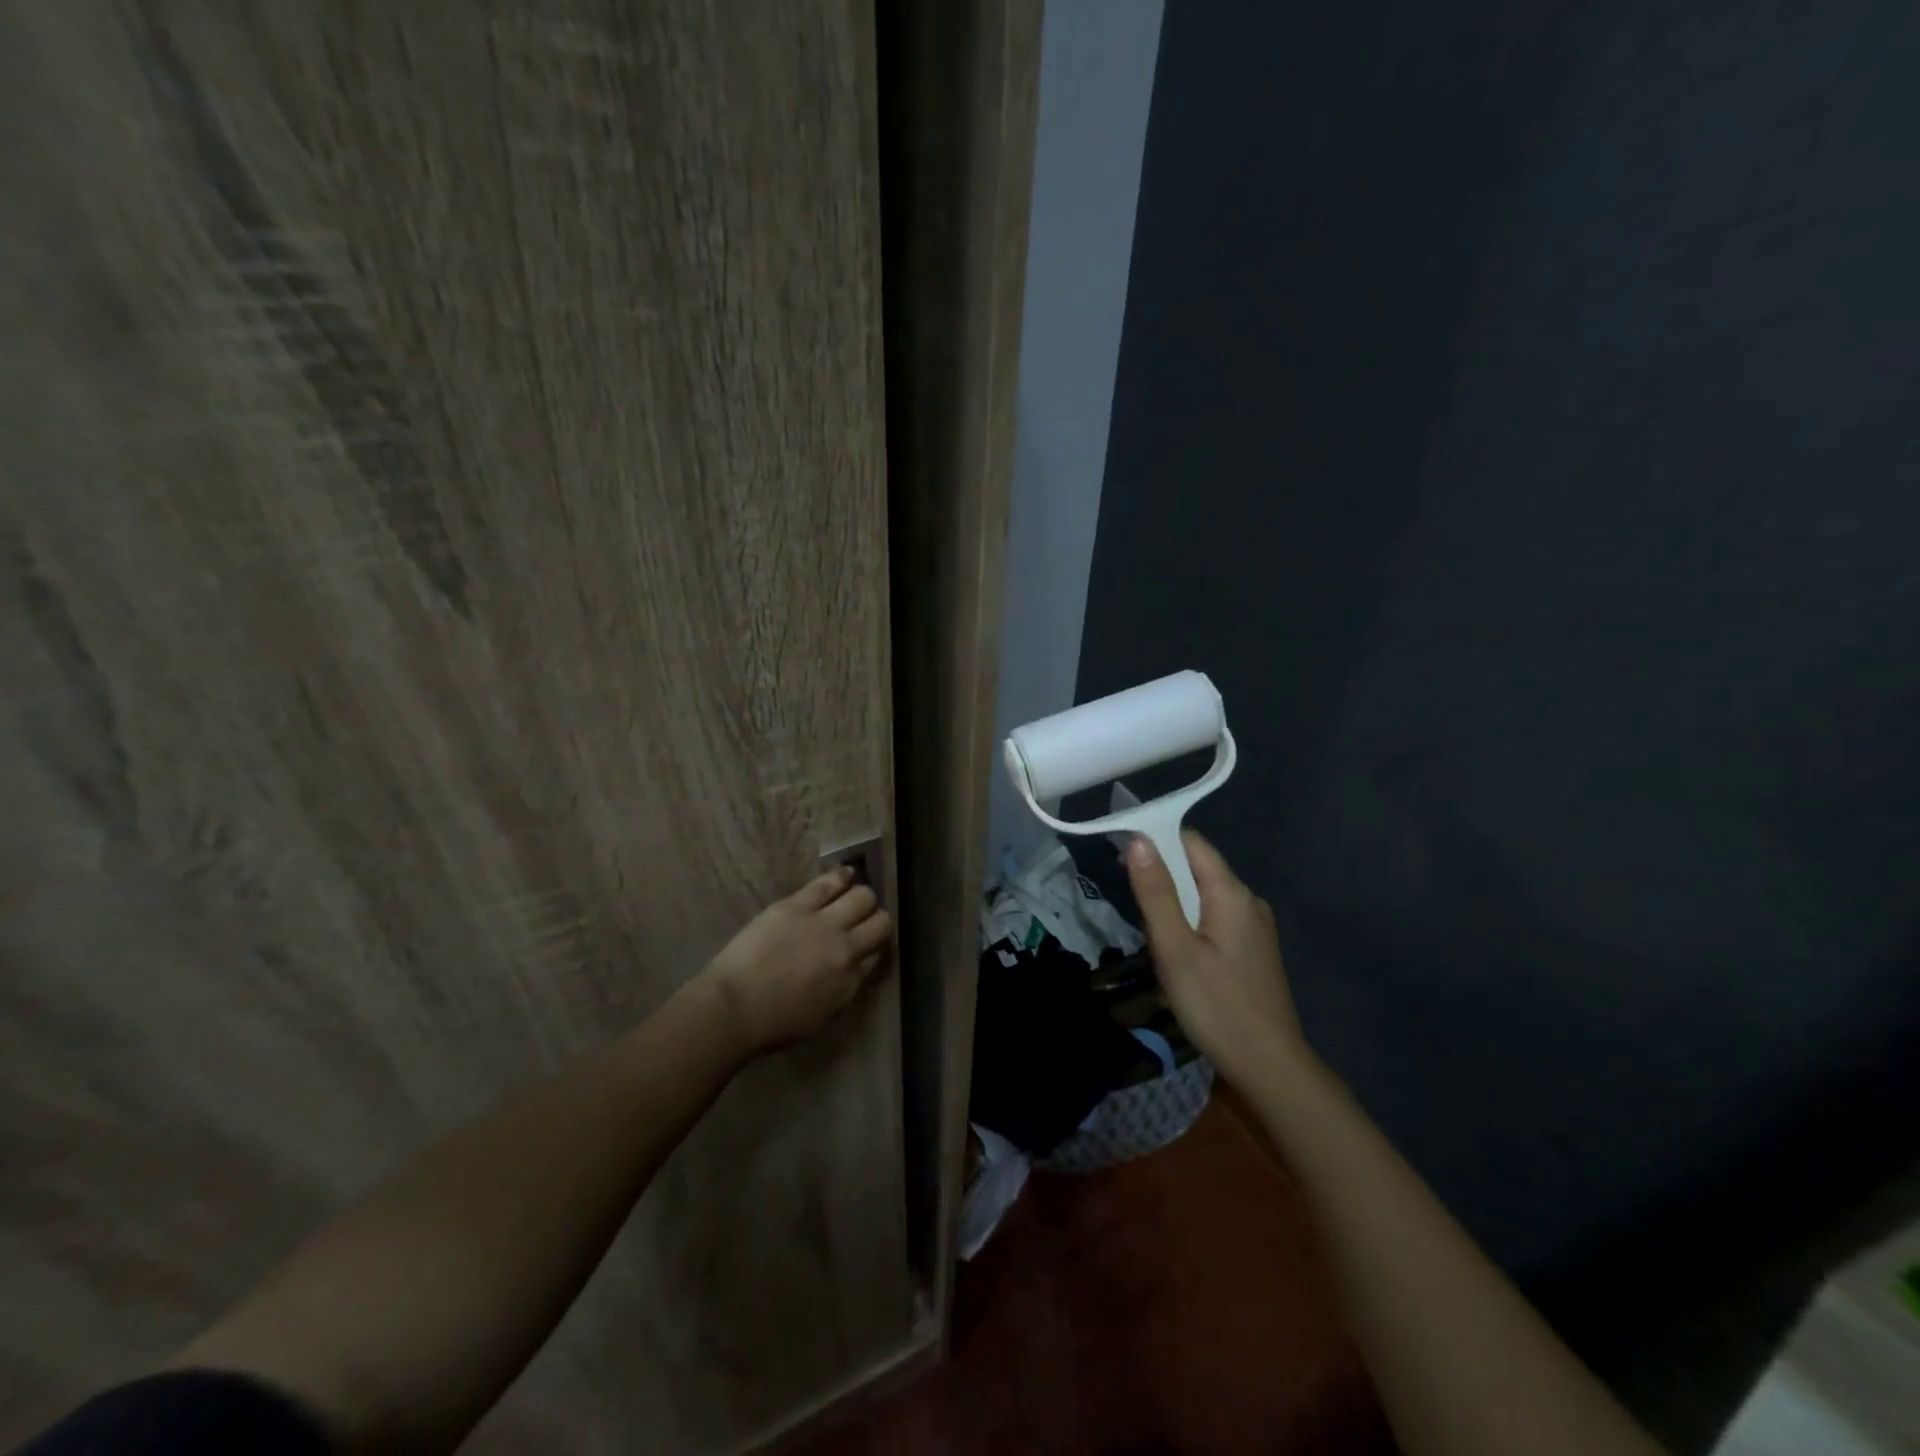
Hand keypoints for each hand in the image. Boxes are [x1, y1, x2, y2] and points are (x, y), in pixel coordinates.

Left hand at [699, 866, 891, 1053]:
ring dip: (863, 898)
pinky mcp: (798, 905)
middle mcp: (846, 948)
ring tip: (856, 897)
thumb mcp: (822, 1017)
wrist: (734, 1007)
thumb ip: (844, 989)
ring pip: (861, 897)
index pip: (877, 954)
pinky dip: (843, 876)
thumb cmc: (773, 1023)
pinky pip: (830, 882)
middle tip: (864, 920)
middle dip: (876, 920)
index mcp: (851, 981)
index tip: (868, 947)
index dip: (874, 948)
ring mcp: (824, 922)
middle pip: (879, 922)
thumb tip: (854, 969)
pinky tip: (847, 873)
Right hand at [1125, 830, 1306, 1087]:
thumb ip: (1156, 893)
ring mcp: (1255, 927)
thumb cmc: (1216, 1006)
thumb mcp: (1175, 948)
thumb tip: (1139, 840)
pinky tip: (1177, 952)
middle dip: (1162, 875)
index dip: (1156, 839)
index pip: (1191, 842)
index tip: (1121, 855)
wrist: (1269, 1067)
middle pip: (1198, 867)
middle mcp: (1248, 901)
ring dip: (1174, 902)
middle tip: (1130, 902)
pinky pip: (1215, 918)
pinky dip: (1190, 922)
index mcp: (1231, 893)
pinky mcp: (1254, 951)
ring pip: (1204, 895)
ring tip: (1150, 934)